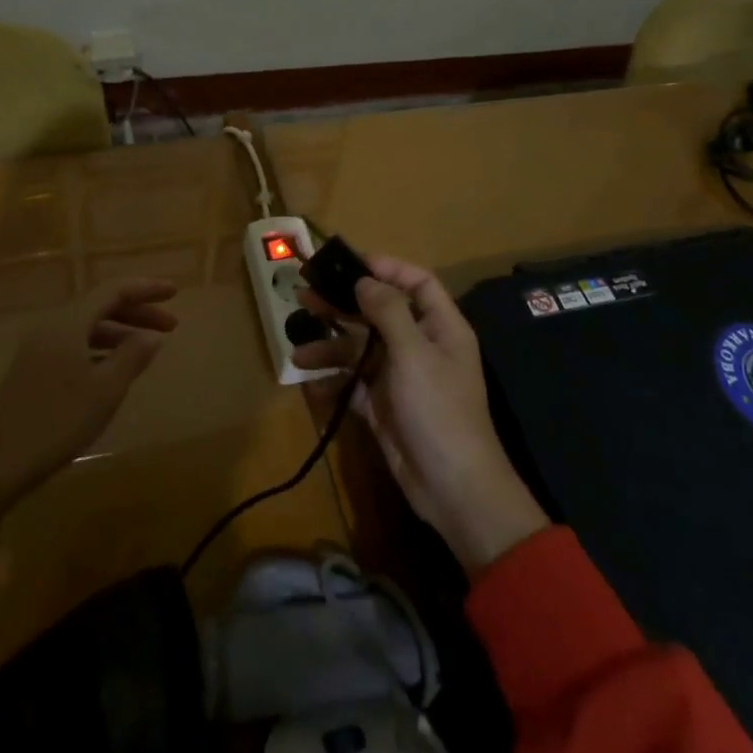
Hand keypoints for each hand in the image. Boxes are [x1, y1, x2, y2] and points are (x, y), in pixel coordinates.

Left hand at [0, 279, 178, 528]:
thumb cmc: (58, 421)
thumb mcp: (105, 389)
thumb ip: (132, 356)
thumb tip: (152, 336)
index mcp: (70, 322)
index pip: (114, 290)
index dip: (146, 289)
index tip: (175, 294)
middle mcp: (53, 325)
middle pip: (101, 305)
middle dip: (137, 312)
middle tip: (171, 325)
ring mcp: (40, 346)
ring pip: (88, 326)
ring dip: (120, 331)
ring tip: (147, 348)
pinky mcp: (34, 368)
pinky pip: (75, 343)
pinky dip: (101, 347)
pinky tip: (115, 367)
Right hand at [294, 256, 547, 574]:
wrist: (453, 488)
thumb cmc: (438, 410)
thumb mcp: (413, 353)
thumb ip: (388, 311)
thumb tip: (364, 280)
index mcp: (441, 327)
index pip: (417, 283)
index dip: (387, 268)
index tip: (349, 263)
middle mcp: (421, 346)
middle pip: (380, 313)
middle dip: (344, 304)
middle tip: (305, 295)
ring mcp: (401, 378)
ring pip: (361, 349)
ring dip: (331, 347)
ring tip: (298, 350)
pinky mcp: (384, 406)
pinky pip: (354, 384)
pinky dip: (333, 381)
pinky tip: (309, 382)